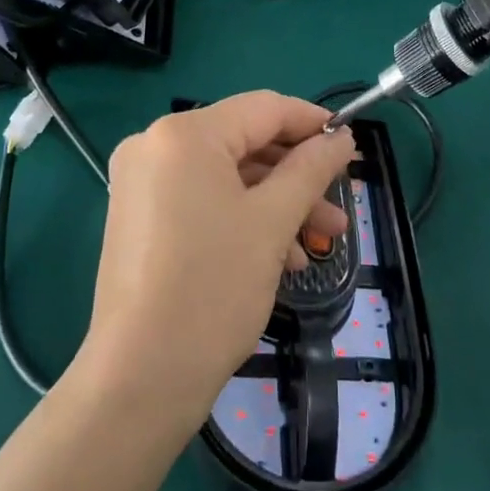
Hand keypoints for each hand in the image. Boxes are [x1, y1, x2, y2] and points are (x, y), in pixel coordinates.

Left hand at [79, 93, 356, 419]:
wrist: (139, 381)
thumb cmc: (212, 289)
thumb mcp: (272, 222)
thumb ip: (311, 169)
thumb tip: (341, 137)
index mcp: (184, 133)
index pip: (263, 109)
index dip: (312, 123)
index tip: (350, 145)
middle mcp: (155, 144)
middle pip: (245, 143)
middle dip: (297, 176)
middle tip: (339, 207)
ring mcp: (141, 182)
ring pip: (227, 176)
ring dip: (275, 203)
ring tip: (319, 243)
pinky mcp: (139, 217)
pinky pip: (203, 199)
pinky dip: (242, 218)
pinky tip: (279, 258)